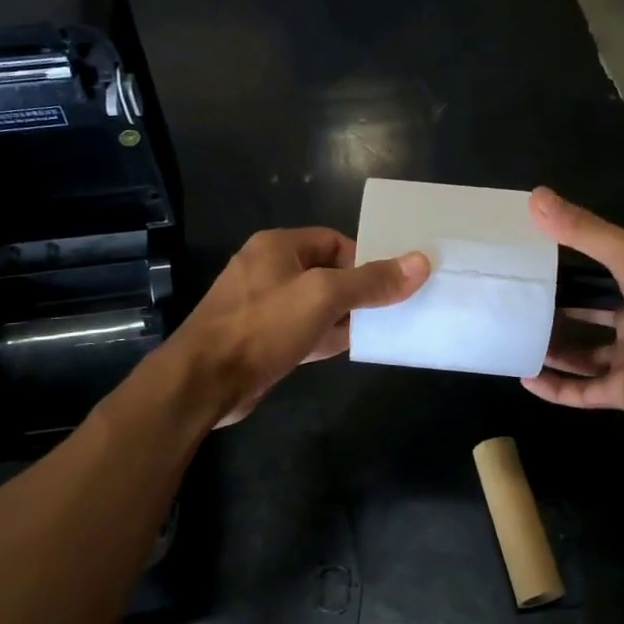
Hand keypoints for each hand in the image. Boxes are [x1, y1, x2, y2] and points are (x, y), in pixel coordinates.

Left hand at [174, 228, 429, 426]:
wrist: (203, 382)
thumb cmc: (263, 327)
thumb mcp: (324, 297)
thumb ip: (371, 281)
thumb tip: (420, 262)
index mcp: (278, 246)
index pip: (334, 241)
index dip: (365, 260)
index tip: (392, 283)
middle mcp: (268, 270)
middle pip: (327, 273)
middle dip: (359, 290)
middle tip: (394, 308)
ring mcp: (263, 307)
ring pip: (317, 305)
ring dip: (345, 316)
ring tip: (382, 328)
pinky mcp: (262, 339)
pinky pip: (303, 330)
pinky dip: (326, 336)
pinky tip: (350, 348)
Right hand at [523, 188, 623, 430]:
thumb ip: (583, 230)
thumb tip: (534, 196)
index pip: (600, 272)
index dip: (569, 265)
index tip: (532, 256)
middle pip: (590, 316)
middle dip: (558, 310)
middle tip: (519, 302)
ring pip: (583, 356)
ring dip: (553, 350)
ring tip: (516, 339)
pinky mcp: (622, 394)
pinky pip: (581, 392)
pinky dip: (554, 389)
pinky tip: (526, 378)